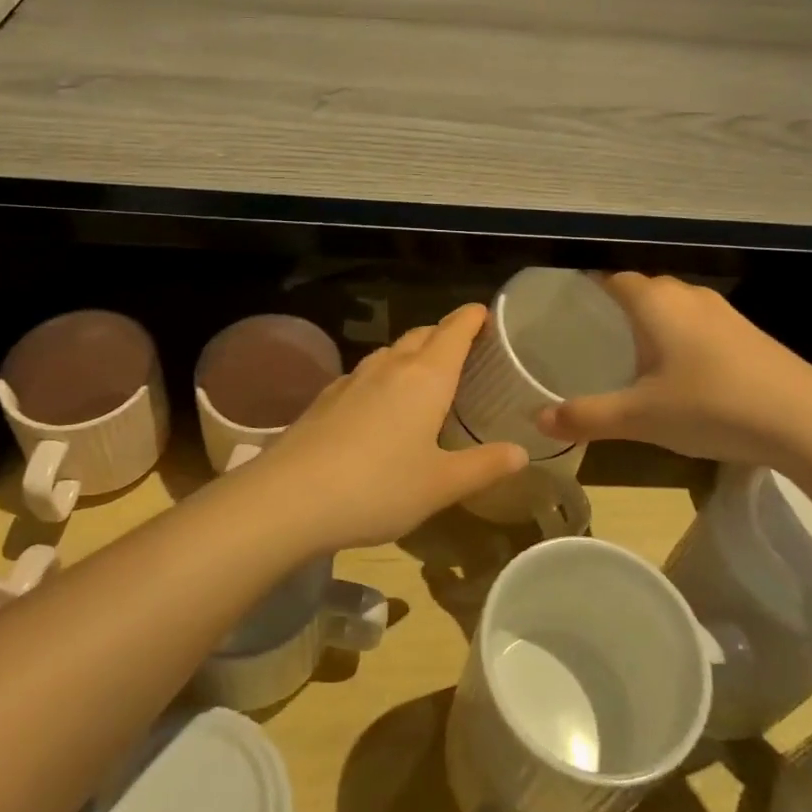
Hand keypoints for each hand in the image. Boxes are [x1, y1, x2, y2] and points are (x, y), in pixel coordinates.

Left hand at [247, 304, 527, 552]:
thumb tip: (521, 452)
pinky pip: (365, 374)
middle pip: (422, 334)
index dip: (473, 317)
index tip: (486, 314)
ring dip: (412, 354)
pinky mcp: (326, 397)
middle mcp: (390, 366)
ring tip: (426, 378)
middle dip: (445, 334)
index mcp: (425, 377)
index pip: (455, 330)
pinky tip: (380, 406)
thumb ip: (484, 466)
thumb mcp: (440, 484)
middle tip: (465, 351)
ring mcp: (353, 379)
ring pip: (391, 352)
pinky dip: (384, 378)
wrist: (290, 497)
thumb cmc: (378, 487)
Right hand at [536, 273, 811, 463]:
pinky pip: (699, 325)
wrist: (806, 421)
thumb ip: (586, 416)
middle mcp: (687, 295)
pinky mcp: (748, 334)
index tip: (565, 310)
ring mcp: (722, 312)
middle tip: (591, 339)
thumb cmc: (710, 405)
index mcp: (655, 301)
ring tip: (631, 357)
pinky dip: (680, 339)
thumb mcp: (639, 417)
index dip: (586, 289)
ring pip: (673, 307)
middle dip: (616, 309)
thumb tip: (537, 420)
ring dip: (652, 325)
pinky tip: (680, 374)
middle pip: (641, 290)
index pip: (610, 278)